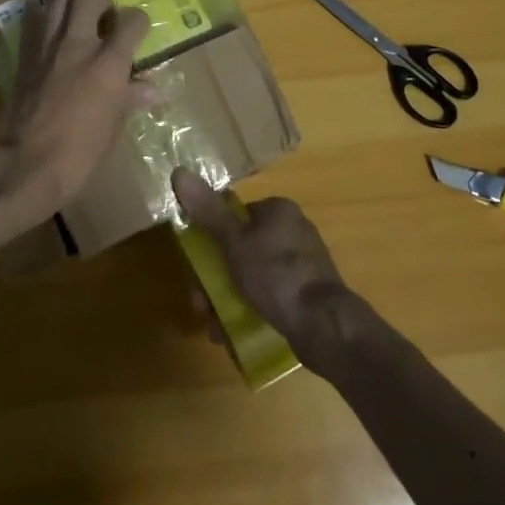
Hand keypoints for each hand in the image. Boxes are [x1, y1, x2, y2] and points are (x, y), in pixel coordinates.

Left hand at [0, 0, 153, 228]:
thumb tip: (152, 89)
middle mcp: (78, 44)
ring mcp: (47, 46)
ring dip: (72, 3)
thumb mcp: (113, 129)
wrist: (23, 164)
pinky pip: (36, 21)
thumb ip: (130, 99)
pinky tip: (54, 35)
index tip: (138, 31)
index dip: (138, 22)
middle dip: (102, 0)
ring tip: (79, 21)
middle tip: (105, 19)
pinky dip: (48, 19)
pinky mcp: (24, 54)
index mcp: (108, 63)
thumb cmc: (78, 154)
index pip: (132, 21)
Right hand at [171, 168, 365, 369]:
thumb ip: (208, 211)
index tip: (195, 269)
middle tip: (202, 305)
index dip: (210, 240)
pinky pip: (270, 295)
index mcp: (278, 211)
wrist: (325, 326)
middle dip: (216, 278)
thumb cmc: (276, 275)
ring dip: (228, 298)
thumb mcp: (234, 242)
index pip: (235, 215)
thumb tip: (179, 172)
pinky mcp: (308, 293)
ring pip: (253, 275)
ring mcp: (303, 264)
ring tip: (215, 327)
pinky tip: (234, 332)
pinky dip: (250, 309)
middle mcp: (293, 230)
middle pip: (241, 248)